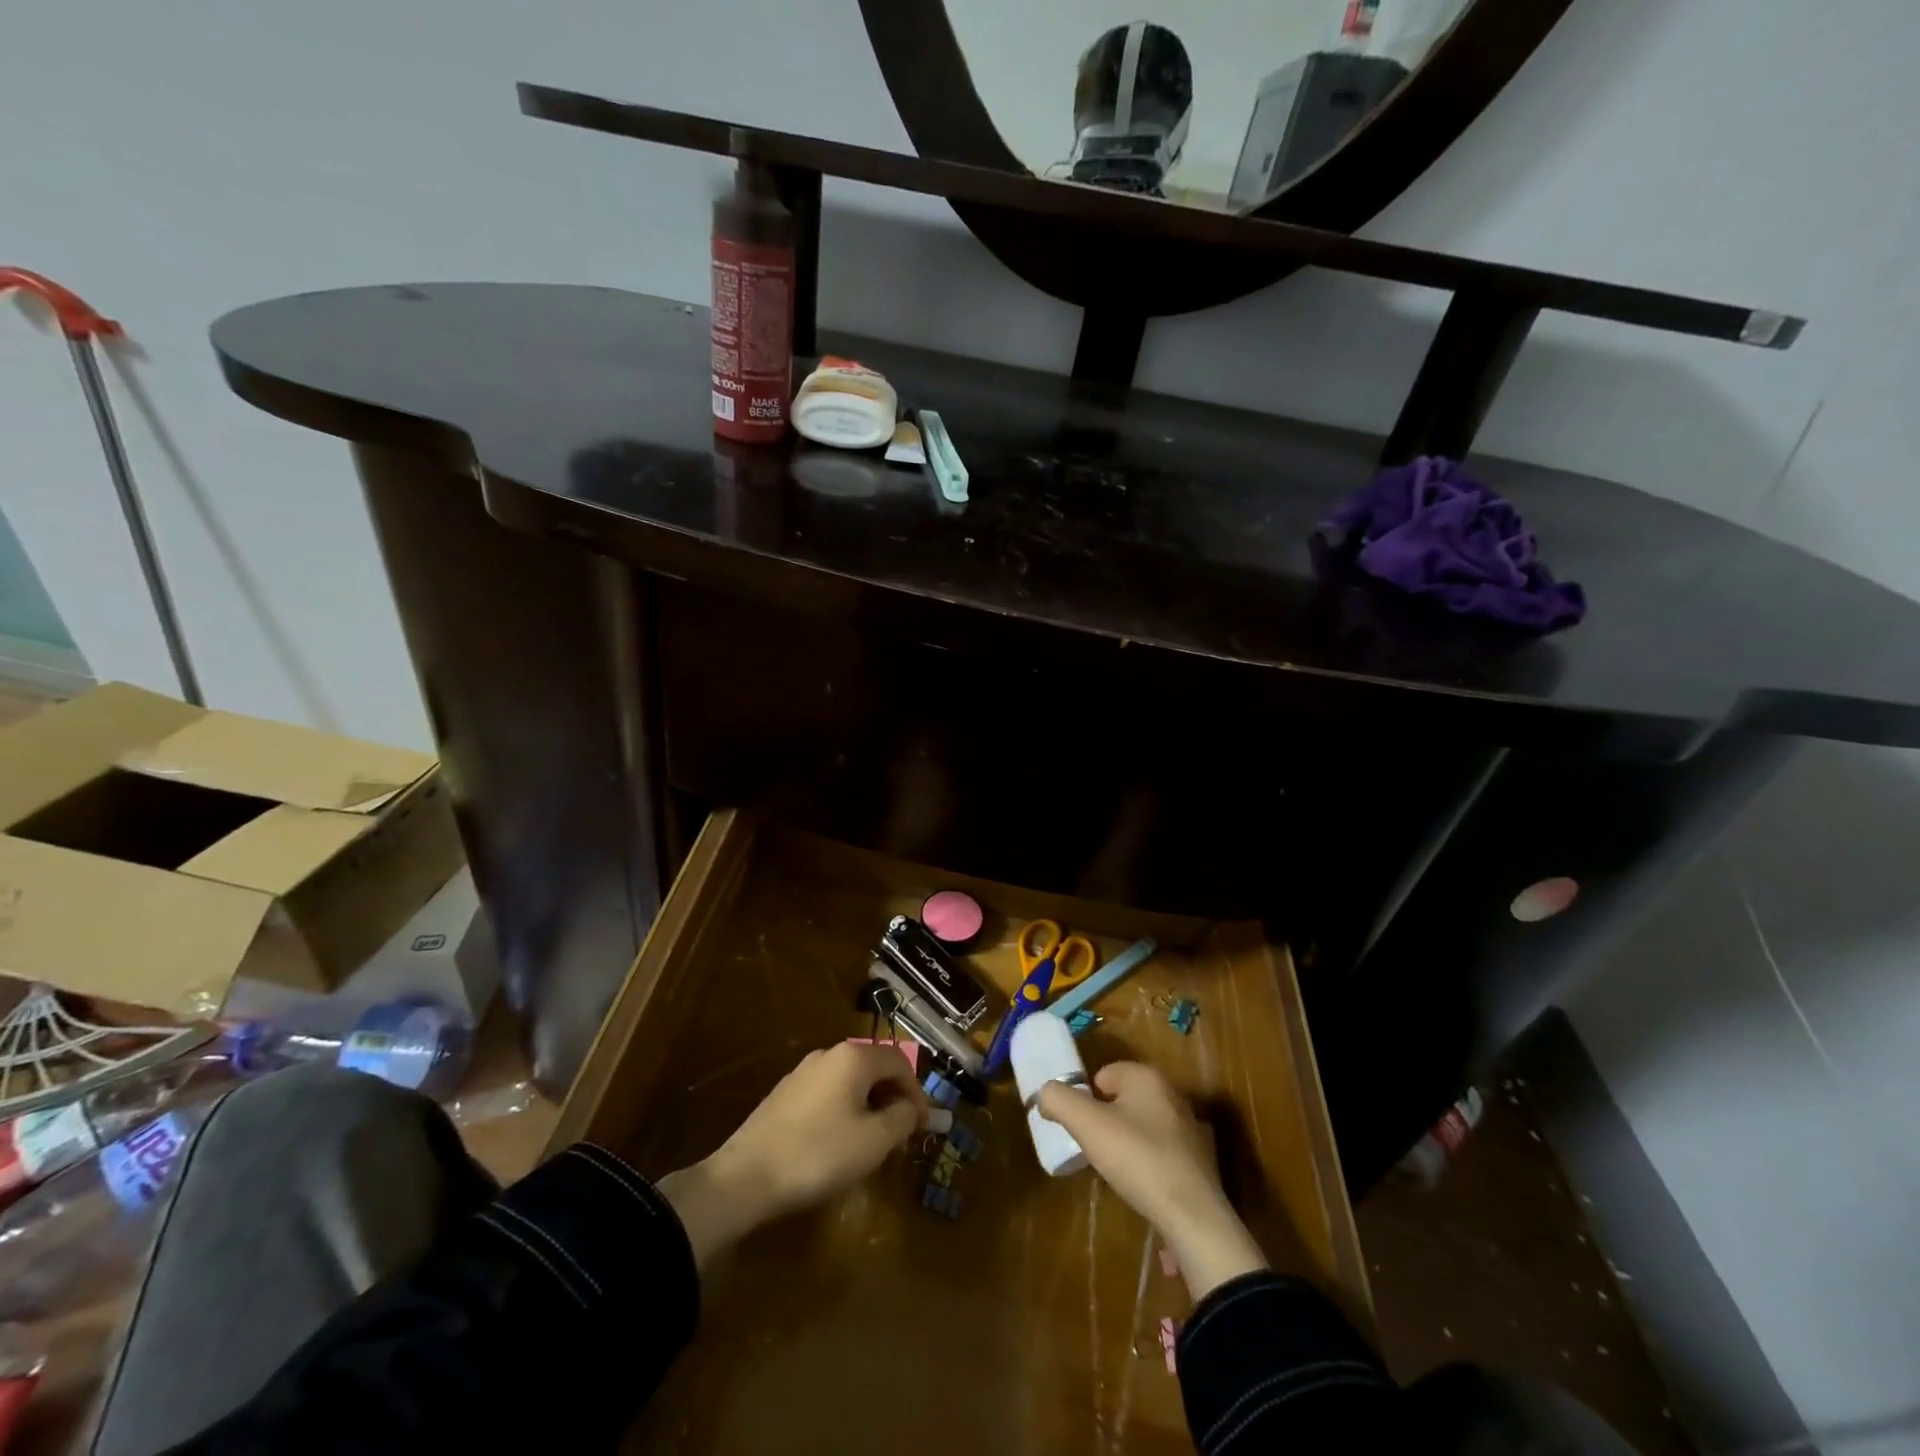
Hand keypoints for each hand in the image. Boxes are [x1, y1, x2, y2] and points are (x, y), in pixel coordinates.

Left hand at [659, 1042, 926, 1266]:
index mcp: (854, 1057)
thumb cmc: (819, 1154)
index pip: (900, 1061)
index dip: (917, 1091)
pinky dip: (844, 1111)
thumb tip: (914, 1109)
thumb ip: (903, 1118)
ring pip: (850, 1082)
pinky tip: (839, 1143)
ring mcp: (803, 1072)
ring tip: (873, 1143)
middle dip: (893, 1098)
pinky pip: (828, 1094)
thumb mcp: (874, 1141)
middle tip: (900, 1135)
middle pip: (874, 1068)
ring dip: (869, 1106)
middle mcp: (829, 1054)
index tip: (922, 1126)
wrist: (745, 1178)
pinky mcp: (785, 1094)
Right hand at [1037, 1062, 1266, 1301]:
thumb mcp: (1087, 1125)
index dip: (1085, 1101)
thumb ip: (1058, 1100)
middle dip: (1104, 1121)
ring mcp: (1188, 1127)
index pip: (1101, 1076)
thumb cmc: (1138, 1159)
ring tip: (1116, 1170)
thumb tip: (1044, 1094)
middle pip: (1120, 1100)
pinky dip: (1145, 1162)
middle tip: (1094, 1150)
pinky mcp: (1197, 1159)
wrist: (1193, 1217)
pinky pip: (1157, 1150)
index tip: (1080, 1130)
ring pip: (1139, 1125)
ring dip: (1124, 1142)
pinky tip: (1140, 1184)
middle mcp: (1171, 1093)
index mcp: (1147, 1076)